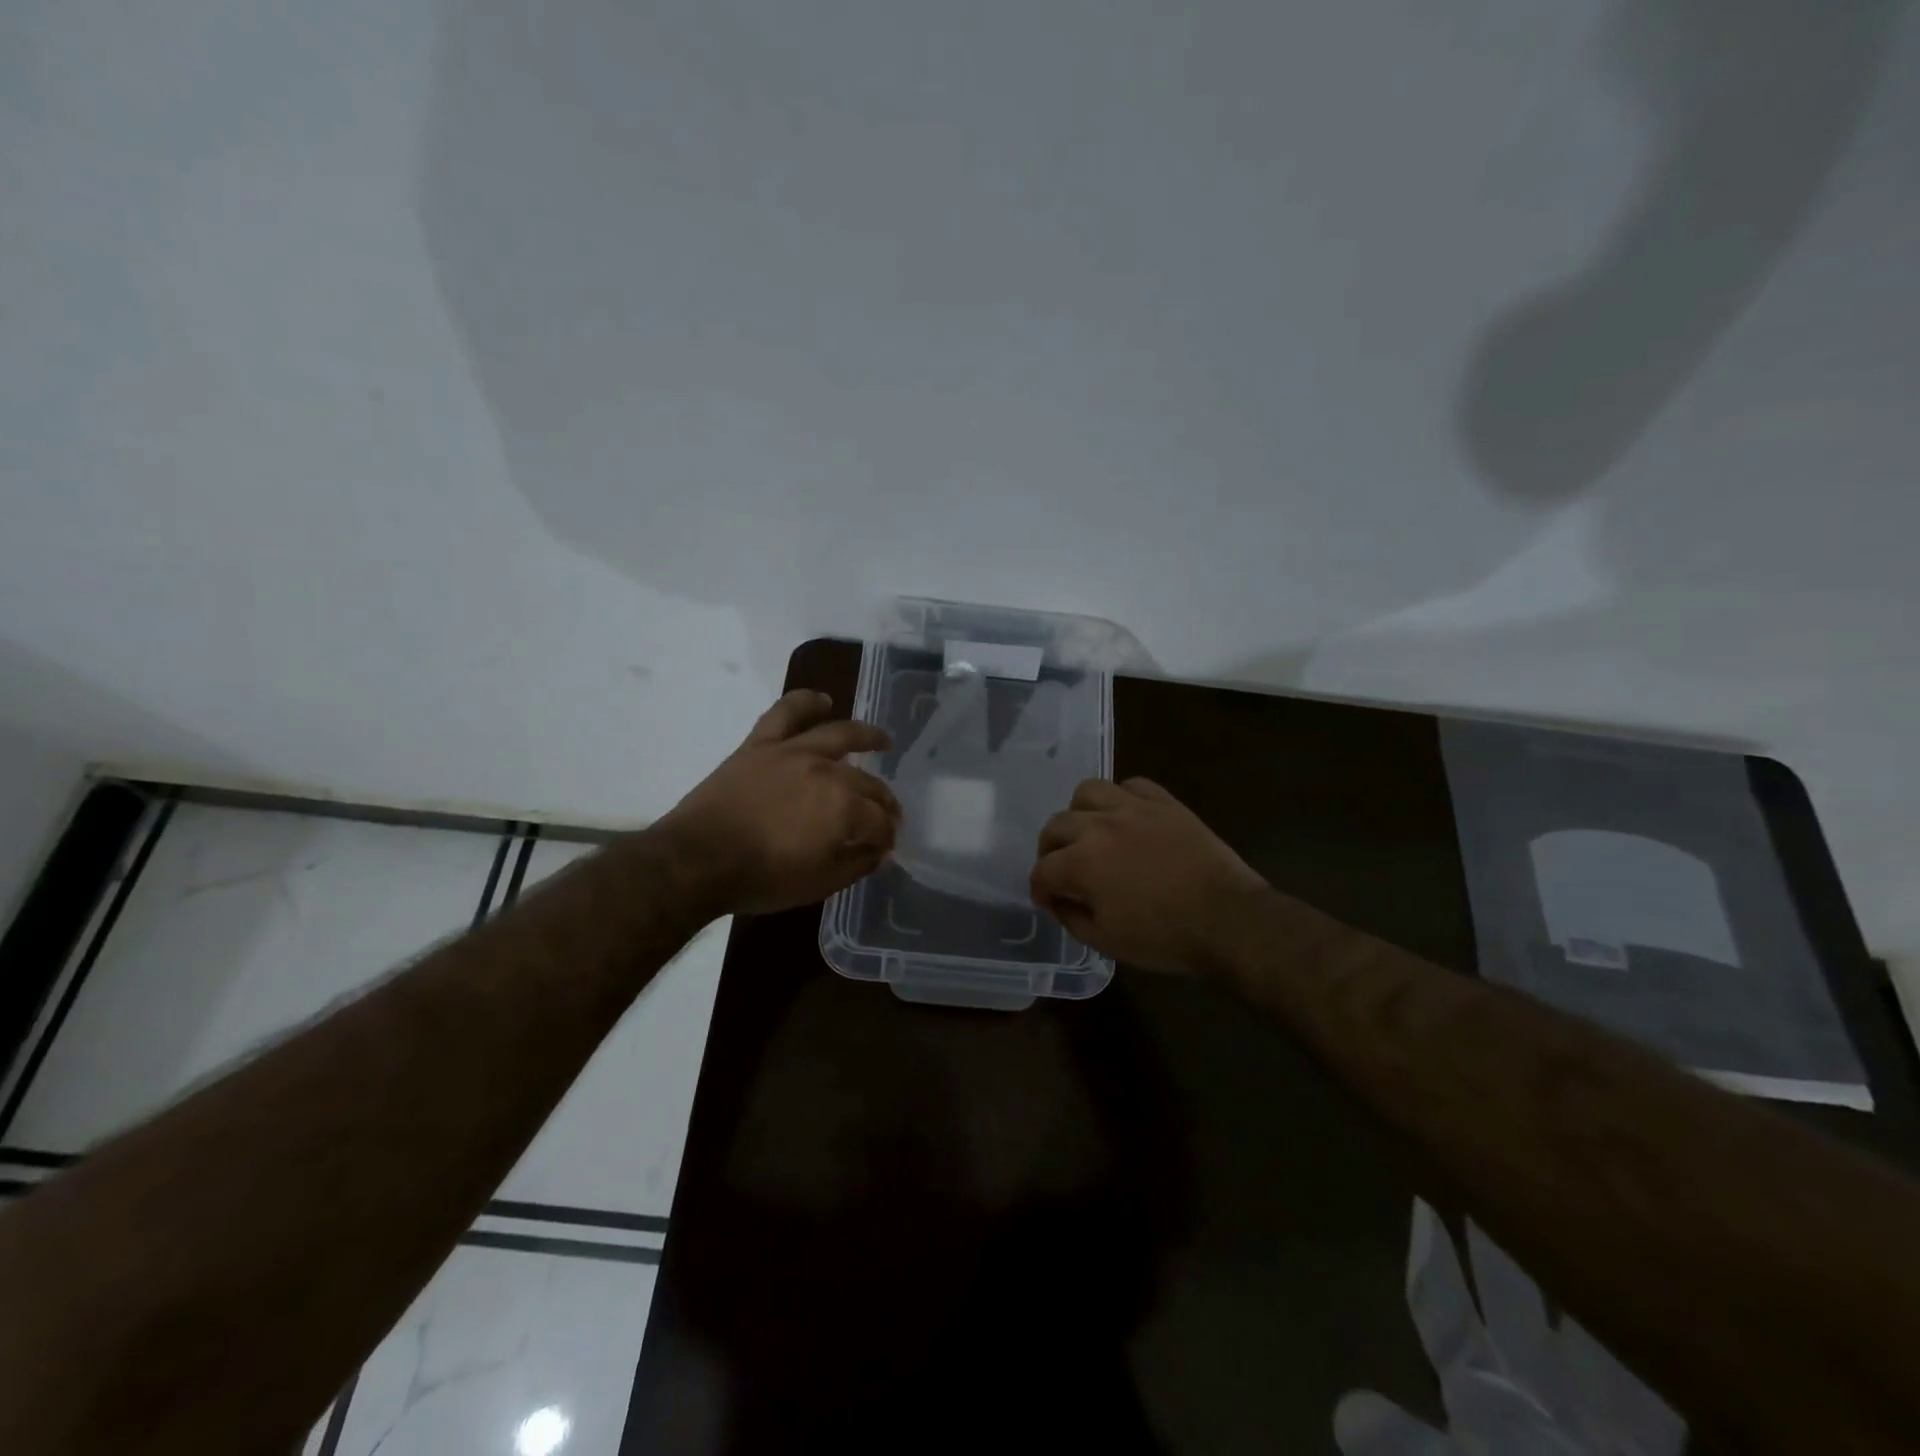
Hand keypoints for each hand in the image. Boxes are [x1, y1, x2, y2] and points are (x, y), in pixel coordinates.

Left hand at [661, 690, 899, 915]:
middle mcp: (826, 772)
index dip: (887, 835)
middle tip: (888, 812)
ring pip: (838, 735)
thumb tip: (878, 851)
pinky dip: (805, 702)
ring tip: (881, 740)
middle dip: (883, 800)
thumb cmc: (761, 878)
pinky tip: (822, 700)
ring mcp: (792, 752)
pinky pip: (785, 713)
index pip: (880, 820)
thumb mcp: (819, 884)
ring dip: (866, 736)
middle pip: (867, 782)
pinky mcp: (761, 744)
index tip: (886, 846)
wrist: (697, 861)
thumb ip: (856, 864)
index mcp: (844, 808)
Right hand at [1030, 778, 1266, 973]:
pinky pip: (1132, 785)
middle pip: (1056, 826)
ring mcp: (1133, 808)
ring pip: (1088, 792)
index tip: (1050, 903)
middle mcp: (1099, 826)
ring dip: (1081, 813)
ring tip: (1092, 833)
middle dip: (1051, 851)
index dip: (1040, 890)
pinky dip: (1122, 798)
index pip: (1042, 871)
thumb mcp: (1107, 942)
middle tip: (1064, 870)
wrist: (1228, 919)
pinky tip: (1128, 818)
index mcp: (1081, 864)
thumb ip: (1072, 918)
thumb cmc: (1164, 938)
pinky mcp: (1164, 802)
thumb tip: (1060, 901)